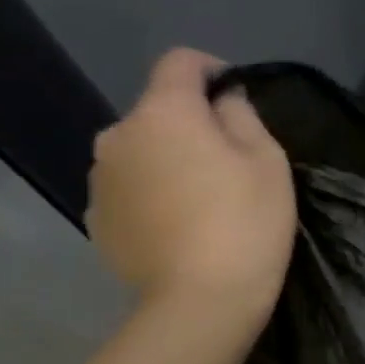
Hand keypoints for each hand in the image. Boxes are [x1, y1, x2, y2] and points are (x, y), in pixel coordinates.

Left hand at [86, 49, 294, 334]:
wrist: (200, 301)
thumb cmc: (245, 221)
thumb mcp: (268, 160)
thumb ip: (243, 116)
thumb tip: (224, 102)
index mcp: (164, 112)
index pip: (180, 62)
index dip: (212, 69)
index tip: (237, 97)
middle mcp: (118, 135)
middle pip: (158, 112)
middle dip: (190, 124)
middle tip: (229, 160)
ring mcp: (101, 180)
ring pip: (141, 151)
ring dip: (168, 159)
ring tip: (202, 197)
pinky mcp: (96, 219)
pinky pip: (130, 189)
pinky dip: (153, 194)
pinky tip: (180, 225)